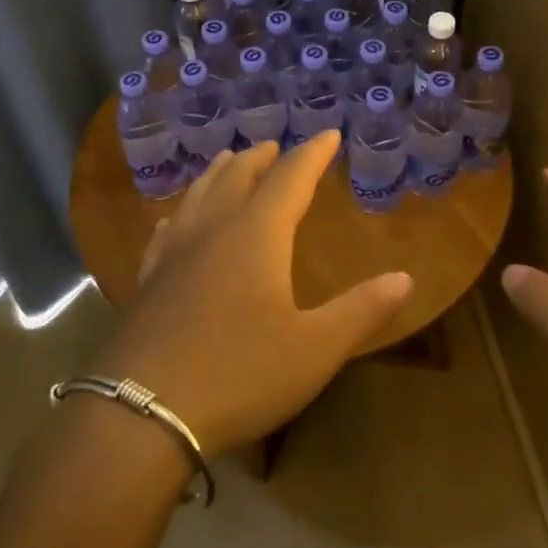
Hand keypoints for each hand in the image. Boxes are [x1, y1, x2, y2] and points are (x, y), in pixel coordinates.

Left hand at [94, 131, 412, 454]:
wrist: (141, 412)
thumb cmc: (240, 375)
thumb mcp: (315, 349)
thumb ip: (361, 310)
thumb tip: (405, 278)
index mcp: (257, 235)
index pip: (290, 179)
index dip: (312, 155)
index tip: (327, 135)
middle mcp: (213, 230)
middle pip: (238, 177)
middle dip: (261, 158)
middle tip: (274, 146)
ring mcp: (174, 253)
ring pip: (199, 195)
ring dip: (219, 173)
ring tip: (229, 160)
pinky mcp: (148, 280)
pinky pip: (167, 229)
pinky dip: (182, 212)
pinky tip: (175, 219)